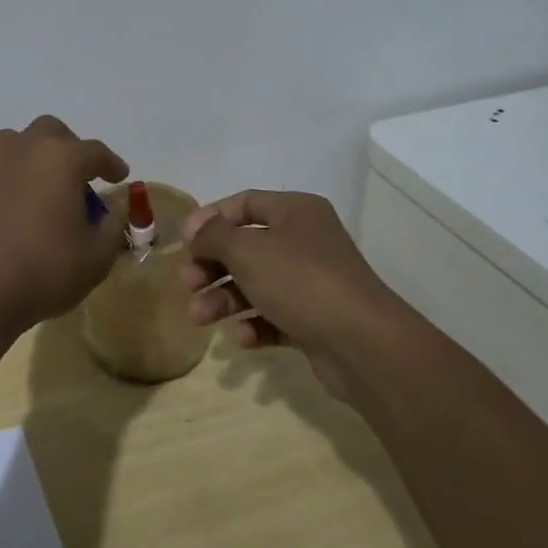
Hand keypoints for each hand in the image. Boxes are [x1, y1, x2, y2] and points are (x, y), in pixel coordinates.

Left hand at [0, 115, 128, 342]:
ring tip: (46, 188)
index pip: (95, 151)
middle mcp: (25, 151)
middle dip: (70, 148)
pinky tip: (19, 213)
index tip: (120, 176)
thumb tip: (114, 209)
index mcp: (61, 158)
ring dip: (36, 157)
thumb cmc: (46, 269)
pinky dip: (13, 183)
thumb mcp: (97, 255)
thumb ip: (113, 225)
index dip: (111, 163)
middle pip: (51, 132)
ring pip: (17, 144)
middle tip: (80, 178)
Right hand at [179, 190, 400, 399]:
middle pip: (246, 246)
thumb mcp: (247, 249)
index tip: (184, 242)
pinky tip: (243, 338)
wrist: (362, 344)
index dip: (211, 218)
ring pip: (257, 283)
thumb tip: (196, 232)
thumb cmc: (300, 280)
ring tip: (200, 318)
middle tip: (188, 284)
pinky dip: (254, 324)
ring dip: (225, 298)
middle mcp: (306, 241)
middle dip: (213, 265)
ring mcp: (313, 282)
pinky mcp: (315, 320)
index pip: (245, 202)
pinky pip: (275, 316)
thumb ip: (213, 236)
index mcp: (296, 211)